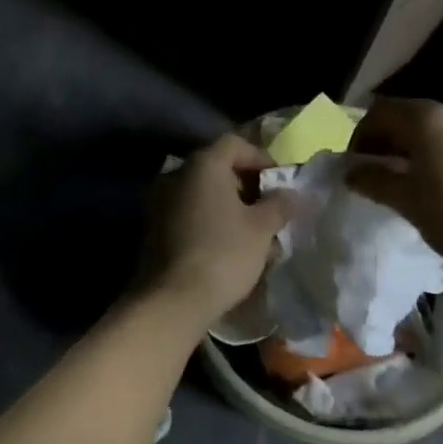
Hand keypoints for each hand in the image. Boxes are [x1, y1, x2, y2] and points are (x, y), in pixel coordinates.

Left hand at [137, 133, 290, 333]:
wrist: (172, 300)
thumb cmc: (223, 254)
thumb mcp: (261, 229)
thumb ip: (278, 205)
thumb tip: (289, 194)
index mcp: (203, 164)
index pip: (235, 143)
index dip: (261, 158)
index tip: (279, 182)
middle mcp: (177, 173)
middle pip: (217, 166)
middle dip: (246, 184)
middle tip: (268, 208)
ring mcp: (160, 199)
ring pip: (202, 191)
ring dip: (227, 204)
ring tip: (251, 232)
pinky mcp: (153, 226)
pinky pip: (187, 211)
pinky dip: (208, 219)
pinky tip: (226, 245)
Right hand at [347, 97, 442, 283]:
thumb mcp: (406, 201)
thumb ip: (373, 180)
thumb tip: (350, 172)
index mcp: (427, 119)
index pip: (380, 111)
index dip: (361, 135)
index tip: (356, 164)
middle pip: (408, 116)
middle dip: (388, 141)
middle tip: (378, 173)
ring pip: (435, 130)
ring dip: (415, 149)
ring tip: (410, 182)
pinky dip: (441, 156)